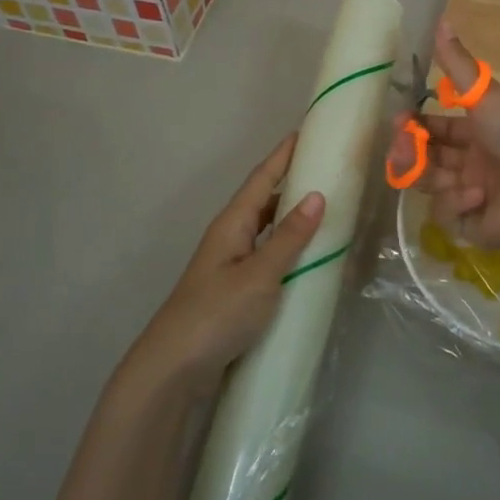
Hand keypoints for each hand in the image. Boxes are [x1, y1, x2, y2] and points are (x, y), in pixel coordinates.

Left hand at [126, 133, 324, 398]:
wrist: (175, 367)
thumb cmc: (217, 313)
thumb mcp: (260, 274)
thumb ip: (289, 238)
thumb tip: (317, 196)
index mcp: (233, 224)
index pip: (262, 179)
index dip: (283, 155)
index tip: (305, 131)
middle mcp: (230, 237)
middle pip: (264, 200)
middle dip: (290, 182)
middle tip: (325, 169)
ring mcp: (231, 265)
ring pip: (266, 230)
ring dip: (290, 216)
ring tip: (324, 208)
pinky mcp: (235, 290)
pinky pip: (267, 256)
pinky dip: (288, 248)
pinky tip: (306, 258)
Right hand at [387, 20, 499, 251]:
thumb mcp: (485, 94)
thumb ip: (456, 63)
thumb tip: (440, 18)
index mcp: (481, 133)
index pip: (438, 129)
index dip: (415, 126)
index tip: (399, 120)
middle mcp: (476, 164)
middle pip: (429, 159)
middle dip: (409, 151)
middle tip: (401, 144)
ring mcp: (474, 197)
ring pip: (431, 186)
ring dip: (428, 174)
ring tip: (428, 168)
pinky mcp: (474, 227)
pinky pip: (448, 215)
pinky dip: (456, 203)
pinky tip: (476, 196)